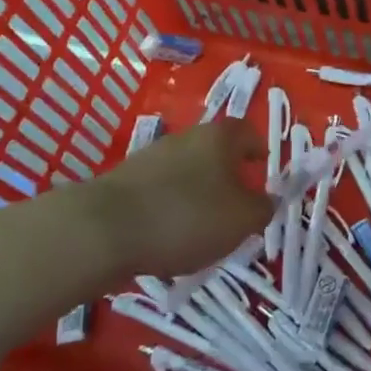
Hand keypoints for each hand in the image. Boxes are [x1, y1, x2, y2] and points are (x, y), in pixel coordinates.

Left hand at [88, 121, 271, 277]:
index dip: (258, 150)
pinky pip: (158, 192)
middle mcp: (185, 137)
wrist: (103, 231)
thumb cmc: (187, 217)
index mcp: (218, 137)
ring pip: (185, 172)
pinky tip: (167, 238)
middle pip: (214, 152)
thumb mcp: (241, 220)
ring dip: (196, 194)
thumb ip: (263, 209)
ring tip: (200, 231)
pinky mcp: (123, 181)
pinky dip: (169, 209)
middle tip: (235, 209)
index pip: (247, 131)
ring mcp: (150, 157)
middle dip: (226, 177)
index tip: (262, 170)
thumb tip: (267, 201)